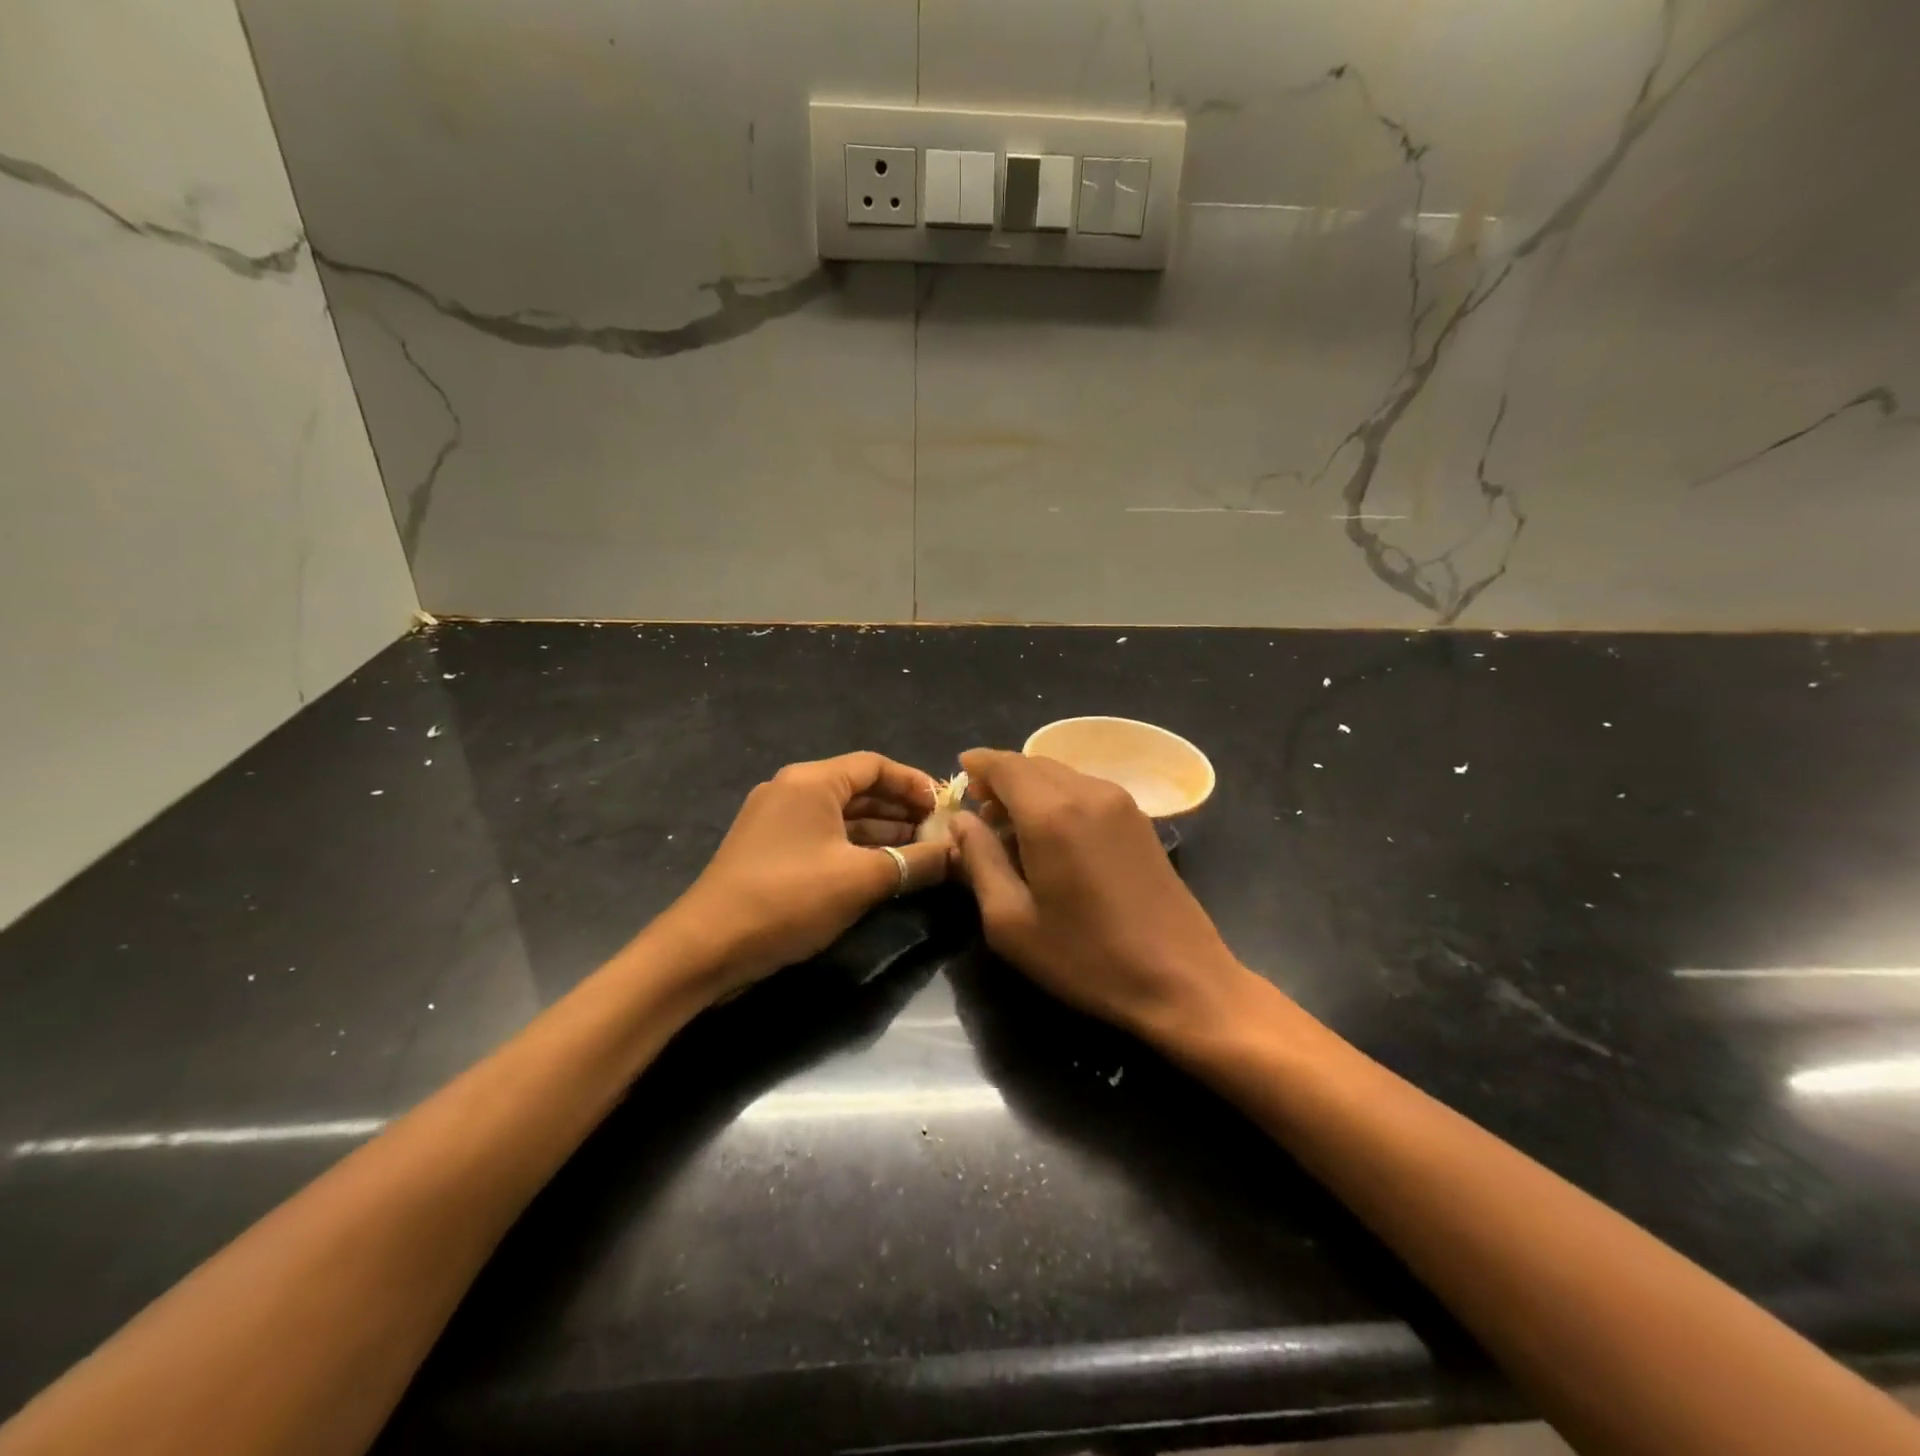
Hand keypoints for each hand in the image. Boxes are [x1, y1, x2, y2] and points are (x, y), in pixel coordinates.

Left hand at [667, 752, 950, 1000]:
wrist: (706, 947)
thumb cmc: (788, 899)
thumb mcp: (861, 880)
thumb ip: (915, 862)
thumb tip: (958, 853)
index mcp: (811, 781)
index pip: (875, 765)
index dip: (914, 783)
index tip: (945, 808)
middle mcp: (792, 790)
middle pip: (859, 788)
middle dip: (902, 809)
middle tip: (940, 833)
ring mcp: (777, 820)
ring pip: (842, 816)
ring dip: (882, 831)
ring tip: (921, 852)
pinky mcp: (770, 850)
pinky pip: (824, 836)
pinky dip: (856, 847)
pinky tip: (883, 868)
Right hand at [948, 748, 1254, 1043]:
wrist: (1182, 978)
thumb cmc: (1086, 957)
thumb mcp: (1011, 921)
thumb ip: (979, 860)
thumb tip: (961, 820)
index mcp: (1051, 813)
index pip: (1004, 765)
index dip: (977, 765)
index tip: (959, 775)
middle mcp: (1088, 792)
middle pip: (1033, 764)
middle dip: (1001, 778)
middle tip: (980, 811)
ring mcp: (1120, 802)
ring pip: (1061, 774)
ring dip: (1031, 788)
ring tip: (1012, 827)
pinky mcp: (1140, 819)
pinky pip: (1085, 790)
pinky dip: (1058, 798)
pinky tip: (1053, 835)